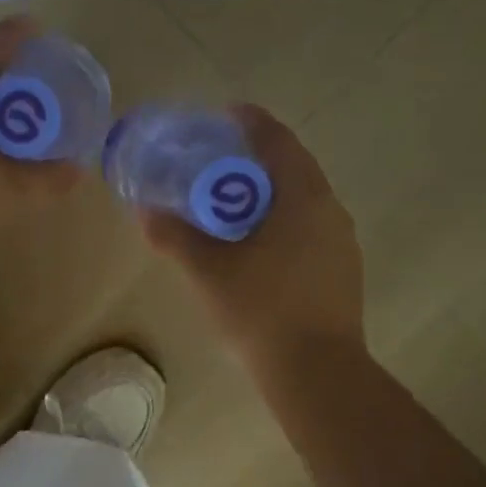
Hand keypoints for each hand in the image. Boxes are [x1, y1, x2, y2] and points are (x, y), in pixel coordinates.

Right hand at [139, 105, 365, 370]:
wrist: (316, 371)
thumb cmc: (261, 310)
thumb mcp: (208, 271)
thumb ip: (175, 236)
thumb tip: (144, 212)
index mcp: (303, 197)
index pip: (278, 141)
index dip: (251, 122)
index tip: (224, 115)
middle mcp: (330, 211)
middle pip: (291, 170)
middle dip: (253, 162)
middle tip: (214, 167)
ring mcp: (341, 243)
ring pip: (301, 203)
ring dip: (267, 197)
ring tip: (229, 209)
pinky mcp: (341, 272)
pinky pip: (308, 231)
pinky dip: (280, 225)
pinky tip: (254, 250)